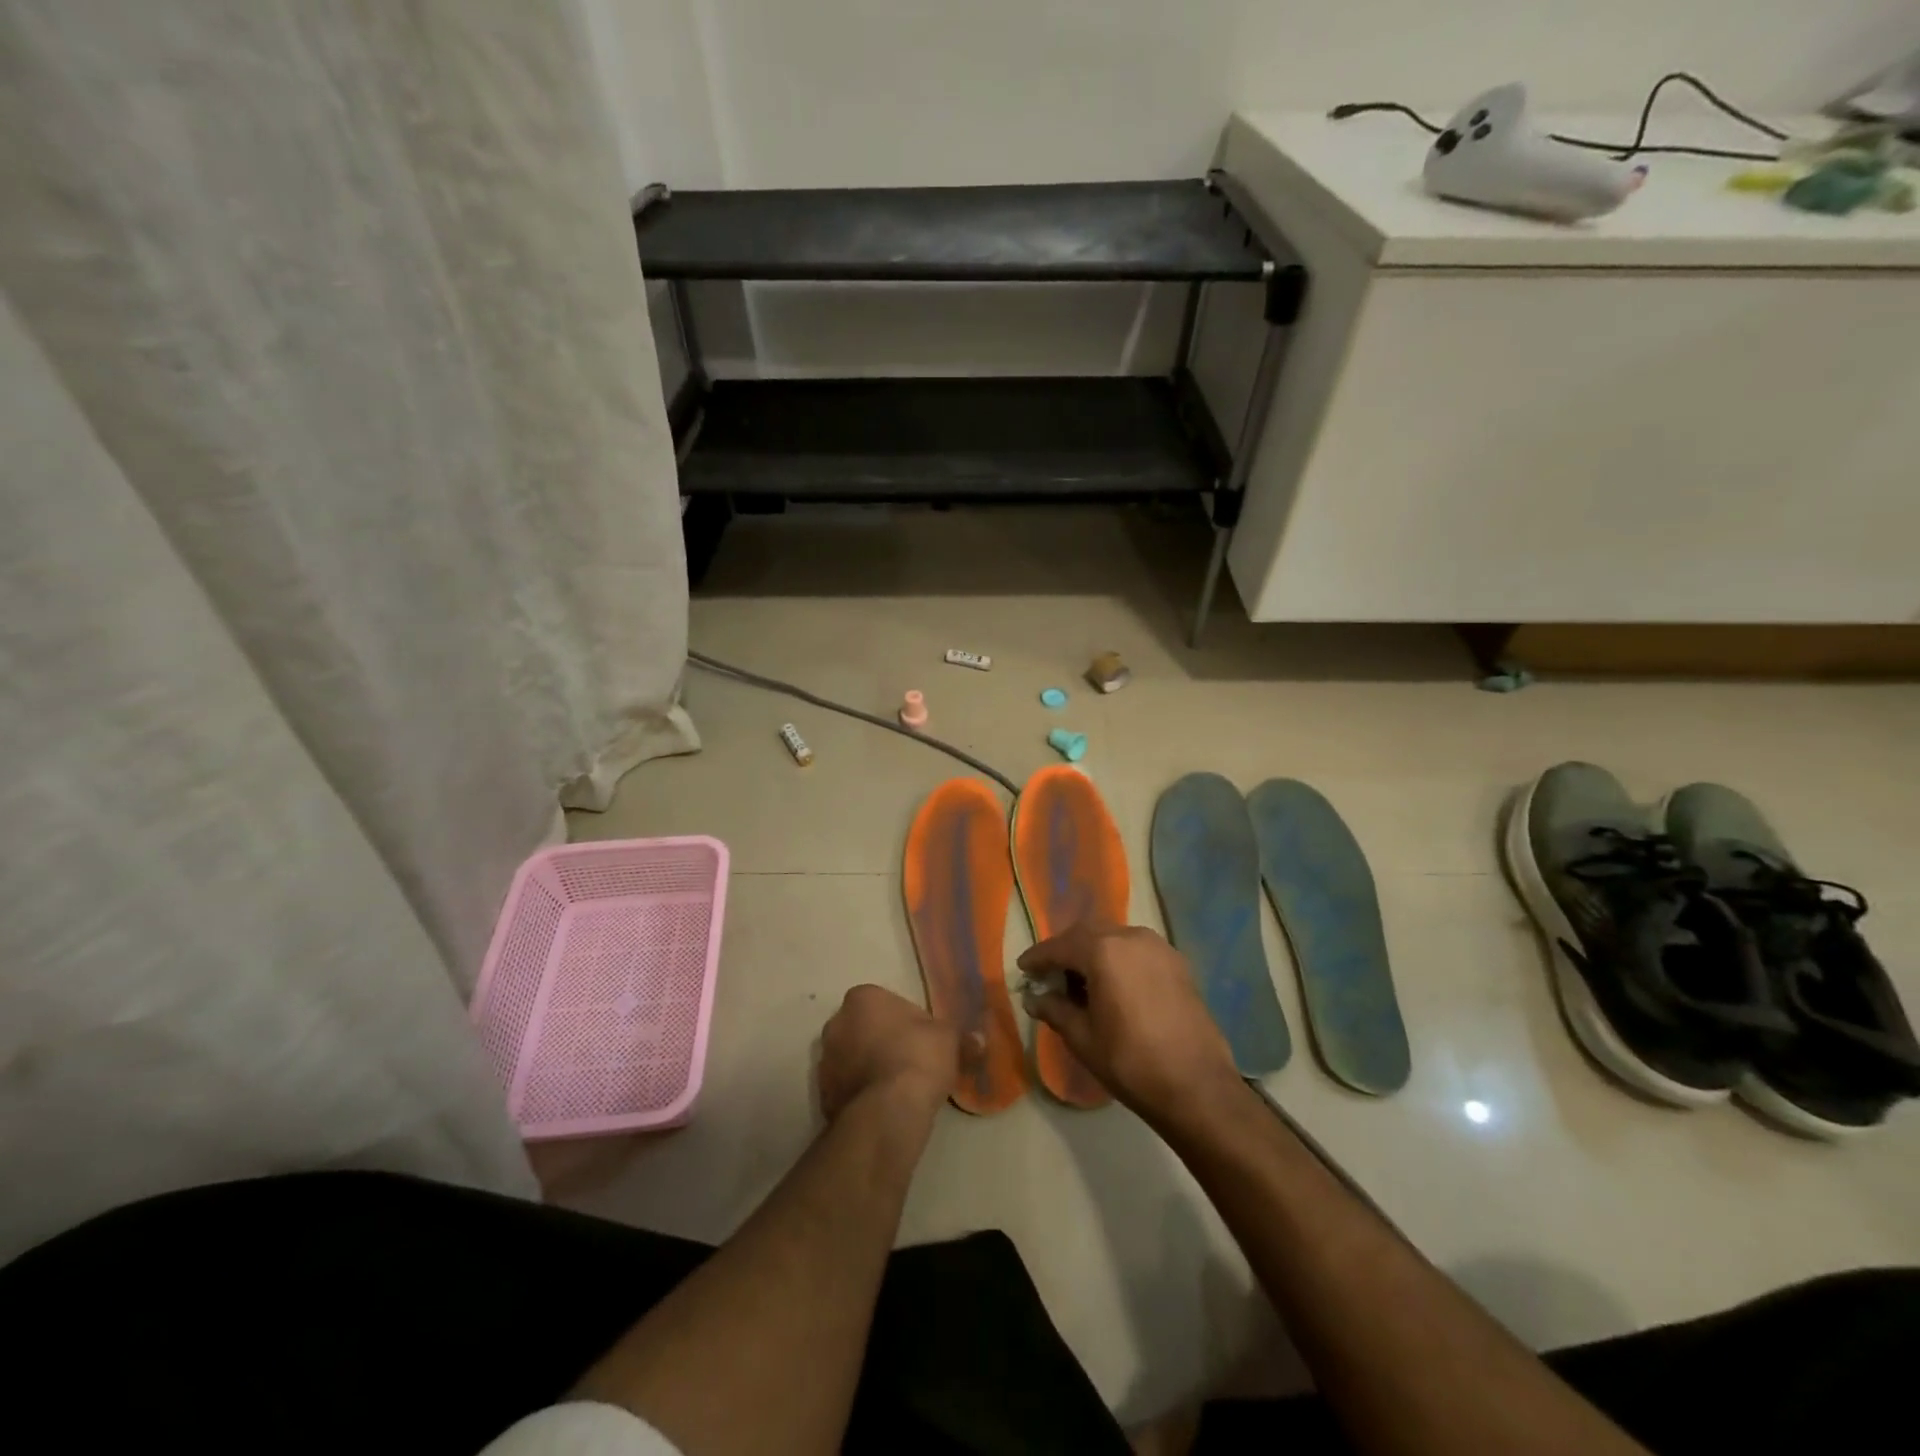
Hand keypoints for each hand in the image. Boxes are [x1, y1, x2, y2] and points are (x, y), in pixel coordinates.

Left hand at [818, 985, 969, 1122]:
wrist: (888, 1111)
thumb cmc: (918, 1057)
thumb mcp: (949, 1039)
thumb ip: (959, 1035)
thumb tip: (978, 1041)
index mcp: (862, 998)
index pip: (882, 1001)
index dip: (902, 1020)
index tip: (919, 1038)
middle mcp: (836, 1023)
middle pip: (861, 1028)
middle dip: (879, 1041)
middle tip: (907, 1061)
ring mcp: (824, 1060)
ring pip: (850, 1058)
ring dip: (866, 1067)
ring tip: (896, 1089)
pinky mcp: (822, 1094)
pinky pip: (845, 1087)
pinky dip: (859, 1094)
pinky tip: (882, 1107)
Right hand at [1019, 923, 1243, 1128]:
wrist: (1198, 1087)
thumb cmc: (1131, 1062)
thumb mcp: (1083, 1038)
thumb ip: (1055, 1010)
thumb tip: (1034, 999)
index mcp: (1104, 951)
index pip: (1060, 946)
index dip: (1038, 957)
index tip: (1023, 969)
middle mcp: (1131, 937)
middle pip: (1088, 934)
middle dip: (1065, 951)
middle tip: (1049, 975)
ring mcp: (1159, 948)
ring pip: (1114, 938)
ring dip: (1093, 953)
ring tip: (1080, 981)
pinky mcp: (1178, 964)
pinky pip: (1137, 950)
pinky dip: (1118, 959)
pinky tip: (1113, 986)